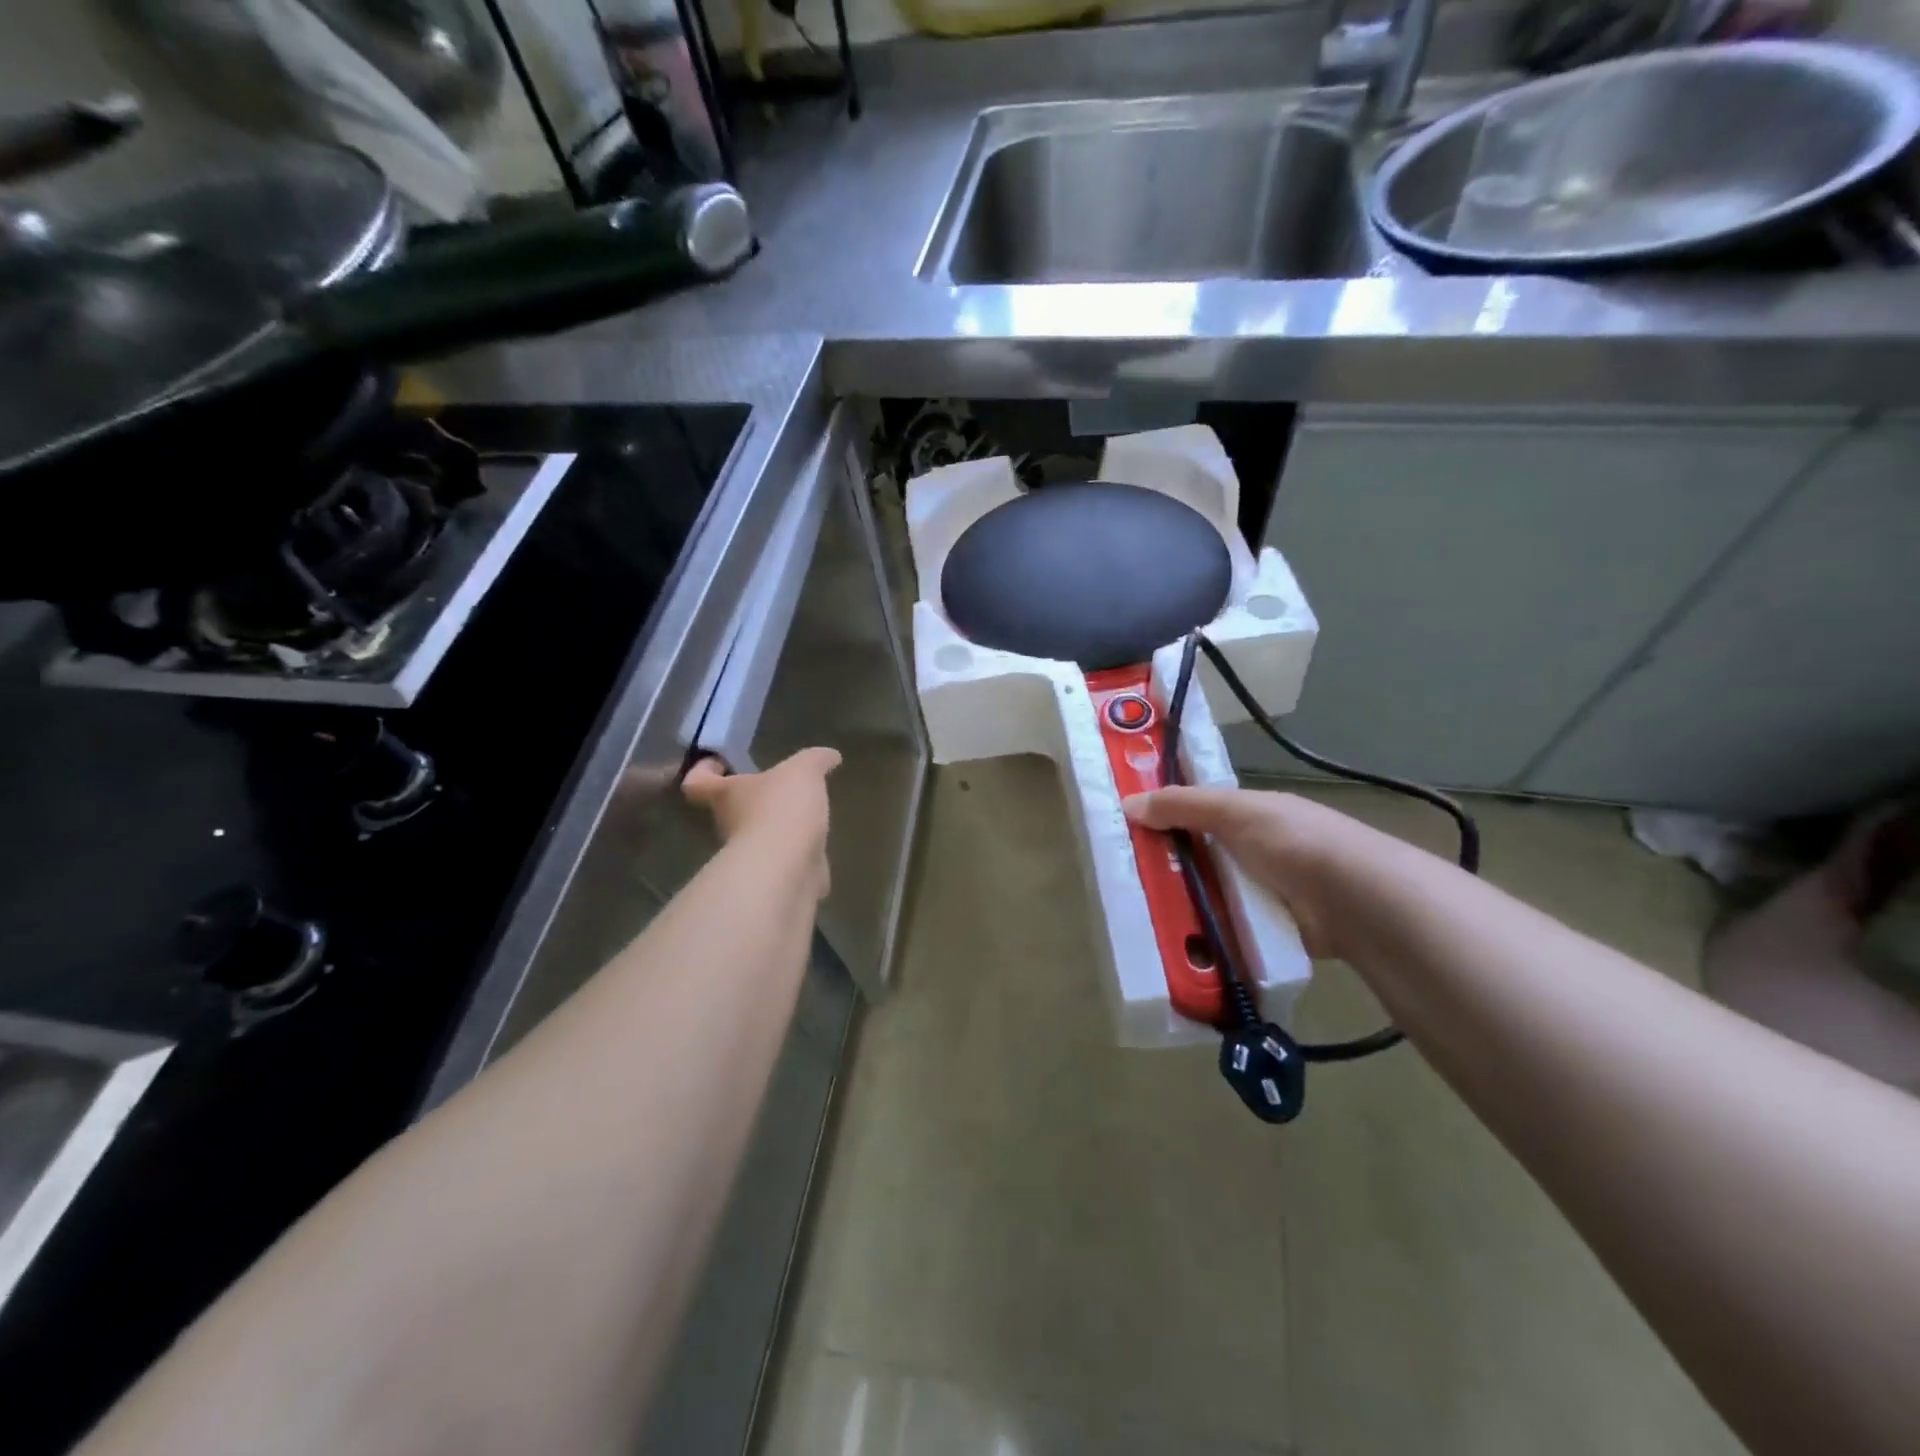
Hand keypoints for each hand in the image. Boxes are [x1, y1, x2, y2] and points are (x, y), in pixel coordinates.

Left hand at [683, 748, 840, 896]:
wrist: (787, 868)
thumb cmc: (782, 809)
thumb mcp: (804, 770)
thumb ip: (815, 760)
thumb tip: (830, 756)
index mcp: (727, 795)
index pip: (698, 782)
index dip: (704, 771)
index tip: (721, 763)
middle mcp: (730, 825)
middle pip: (731, 810)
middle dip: (753, 801)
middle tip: (778, 788)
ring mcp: (750, 856)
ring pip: (759, 837)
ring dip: (777, 829)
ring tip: (804, 817)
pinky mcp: (773, 878)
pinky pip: (784, 861)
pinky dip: (798, 855)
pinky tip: (817, 848)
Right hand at [1123, 785, 1410, 959]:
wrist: (1357, 903)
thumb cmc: (1293, 842)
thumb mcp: (1234, 811)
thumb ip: (1182, 805)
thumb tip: (1127, 804)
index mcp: (1252, 814)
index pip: (1199, 810)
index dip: (1165, 814)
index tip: (1126, 827)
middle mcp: (1257, 850)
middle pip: (1200, 855)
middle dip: (1167, 865)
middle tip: (1123, 878)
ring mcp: (1265, 892)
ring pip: (1210, 894)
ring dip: (1183, 903)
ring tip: (1138, 915)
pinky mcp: (1269, 931)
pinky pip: (1225, 928)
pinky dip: (1204, 933)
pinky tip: (1174, 942)